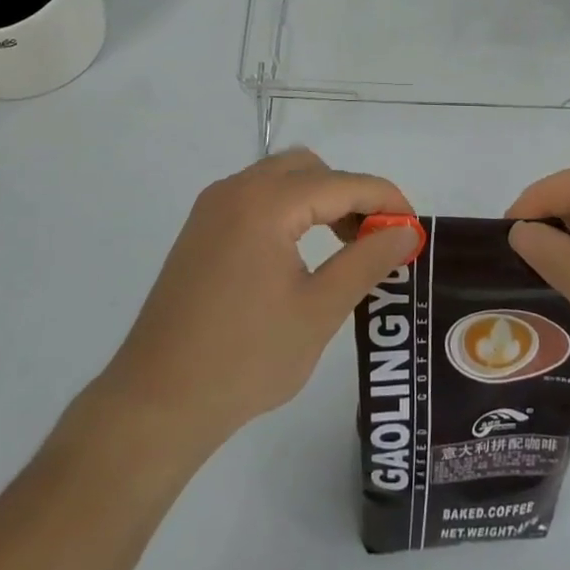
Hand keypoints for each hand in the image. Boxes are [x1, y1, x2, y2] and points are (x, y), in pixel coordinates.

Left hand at [92, 149, 420, 455]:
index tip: (414, 227)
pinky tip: (301, 251)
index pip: (342, 183)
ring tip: (346, 246)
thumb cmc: (245, 359)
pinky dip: (289, 209)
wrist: (156, 402)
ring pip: (281, 178)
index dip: (385, 200)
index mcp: (266, 203)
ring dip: (320, 199)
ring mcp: (213, 207)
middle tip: (376, 238)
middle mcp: (236, 189)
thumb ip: (367, 261)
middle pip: (310, 168)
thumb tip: (406, 231)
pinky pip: (257, 197)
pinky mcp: (201, 229)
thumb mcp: (319, 310)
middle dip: (351, 194)